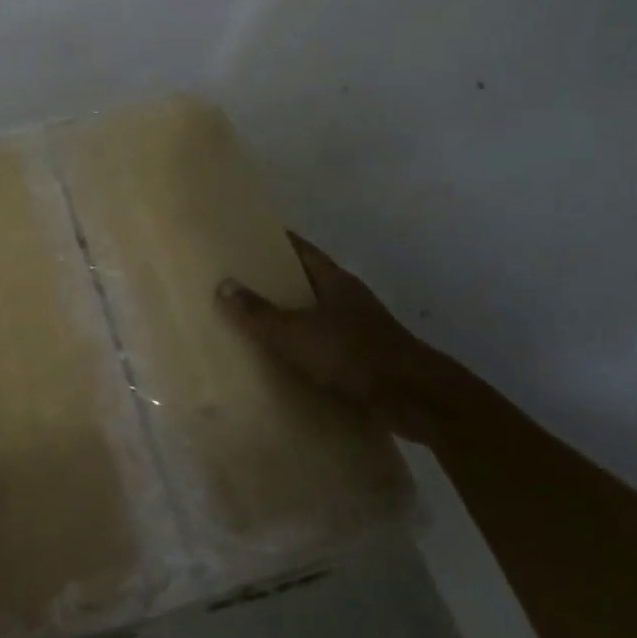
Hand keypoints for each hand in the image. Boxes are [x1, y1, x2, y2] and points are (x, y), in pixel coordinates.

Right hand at [217, 233, 439, 442]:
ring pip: (319, 314)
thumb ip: (258, 312)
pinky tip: (287, 360)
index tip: (247, 239)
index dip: (276, 242)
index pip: (302, 250)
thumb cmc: (350, 353)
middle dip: (279, 281)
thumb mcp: (294, 332)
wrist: (412, 398)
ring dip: (293, 317)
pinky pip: (327, 345)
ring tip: (257, 322)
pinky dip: (307, 348)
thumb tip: (224, 284)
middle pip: (309, 281)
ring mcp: (361, 328)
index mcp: (335, 281)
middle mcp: (350, 298)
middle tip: (241, 282)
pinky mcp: (366, 359)